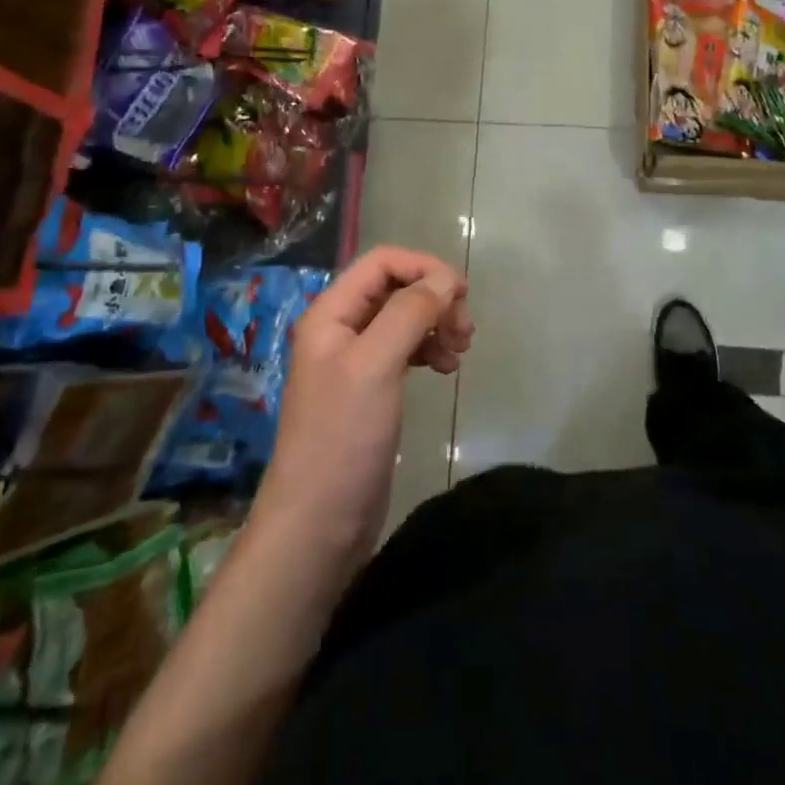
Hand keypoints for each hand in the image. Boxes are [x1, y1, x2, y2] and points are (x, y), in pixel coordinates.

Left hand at [254, 247, 472, 563]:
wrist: (320, 522)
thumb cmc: (343, 437)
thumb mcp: (376, 365)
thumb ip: (409, 313)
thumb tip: (446, 279)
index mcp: (331, 313)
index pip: (382, 262)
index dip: (424, 267)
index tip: (461, 294)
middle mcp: (341, 329)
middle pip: (396, 288)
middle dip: (434, 299)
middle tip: (465, 330)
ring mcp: (356, 361)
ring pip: (405, 319)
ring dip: (436, 324)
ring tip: (460, 351)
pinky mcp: (372, 390)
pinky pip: (406, 350)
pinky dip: (430, 349)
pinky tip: (446, 368)